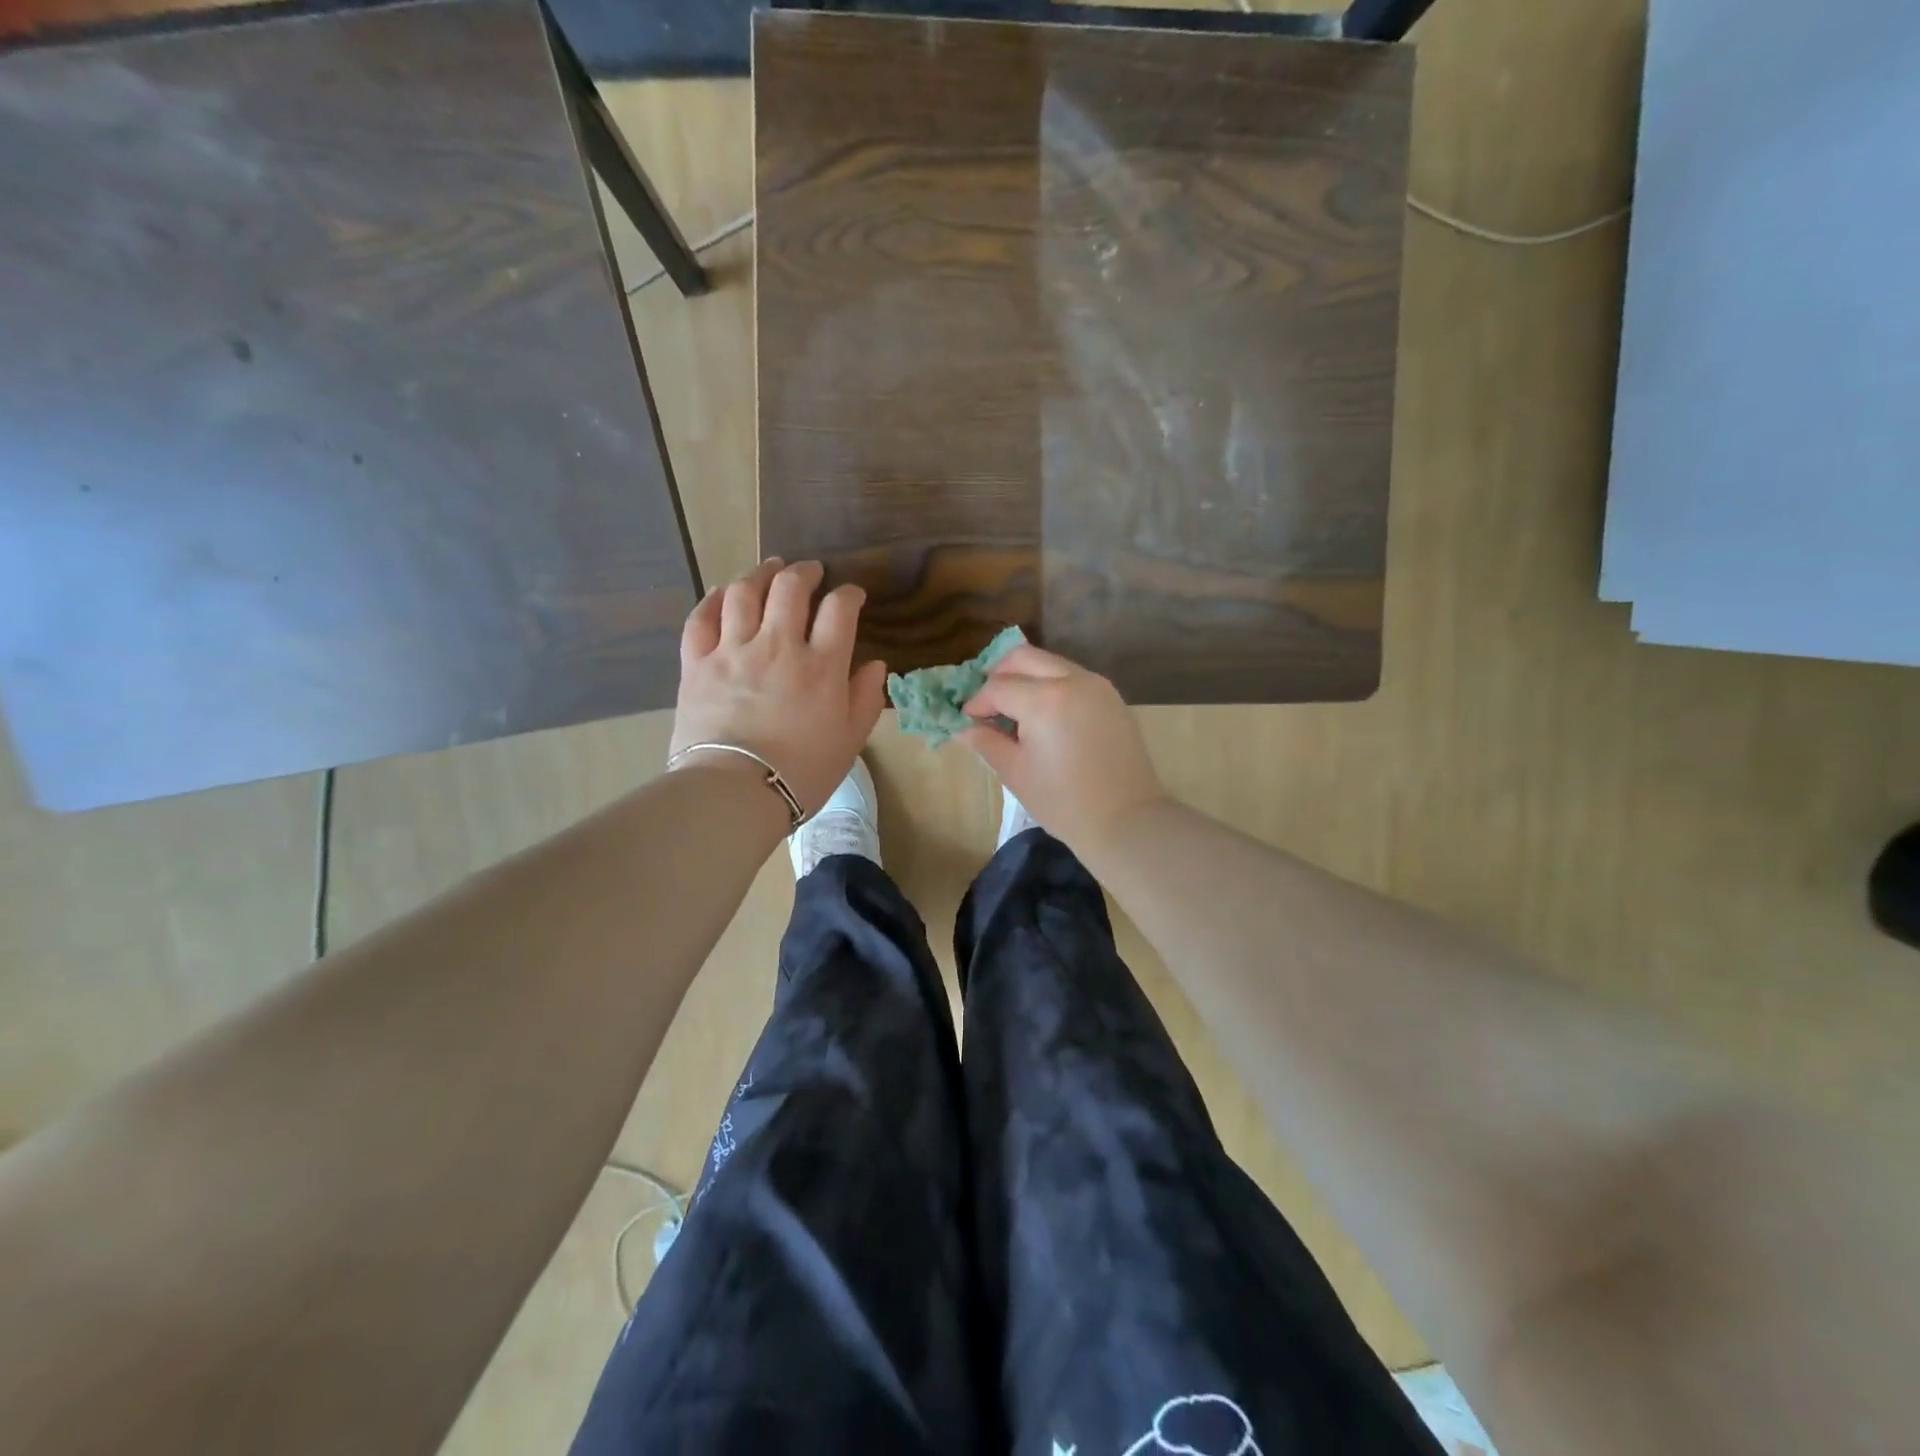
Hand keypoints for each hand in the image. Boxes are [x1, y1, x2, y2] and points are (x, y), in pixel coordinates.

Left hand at [671, 559, 887, 815]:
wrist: (735, 792)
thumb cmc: (802, 772)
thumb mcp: (850, 741)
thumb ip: (865, 699)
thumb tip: (875, 665)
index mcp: (821, 665)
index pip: (840, 609)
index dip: (849, 594)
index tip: (852, 595)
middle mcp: (778, 645)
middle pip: (790, 588)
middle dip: (805, 572)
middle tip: (810, 571)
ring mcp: (733, 650)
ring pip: (744, 592)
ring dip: (760, 574)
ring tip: (769, 570)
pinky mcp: (697, 664)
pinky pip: (701, 618)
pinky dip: (713, 599)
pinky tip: (722, 593)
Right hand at [959, 645, 1168, 853]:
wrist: (1127, 820)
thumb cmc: (1063, 802)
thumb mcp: (1015, 772)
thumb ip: (986, 741)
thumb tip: (963, 727)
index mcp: (1045, 700)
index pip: (998, 686)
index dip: (977, 702)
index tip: (968, 721)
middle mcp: (1072, 680)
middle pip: (1023, 658)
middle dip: (998, 675)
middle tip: (987, 705)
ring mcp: (1097, 685)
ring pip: (1050, 663)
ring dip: (1026, 678)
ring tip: (1015, 712)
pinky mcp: (1111, 697)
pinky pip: (1072, 677)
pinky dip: (1051, 685)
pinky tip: (1045, 717)